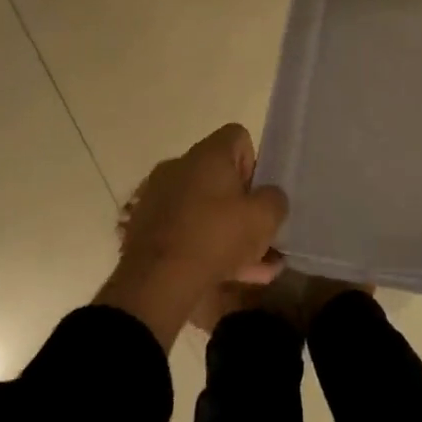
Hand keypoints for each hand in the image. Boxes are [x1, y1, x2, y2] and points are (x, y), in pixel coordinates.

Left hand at [94, 124, 288, 349]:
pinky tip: (228, 277)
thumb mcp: (264, 218)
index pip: (238, 137)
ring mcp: (159, 198)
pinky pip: (186, 232)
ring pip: (205, 210)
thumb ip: (275, 200)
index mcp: (207, 153)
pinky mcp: (146, 229)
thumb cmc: (215, 237)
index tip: (258, 195)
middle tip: (260, 236)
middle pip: (221, 178)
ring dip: (229, 234)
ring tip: (255, 268)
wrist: (155, 284)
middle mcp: (180, 167)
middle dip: (243, 207)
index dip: (255, 164)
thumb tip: (269, 198)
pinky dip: (205, 248)